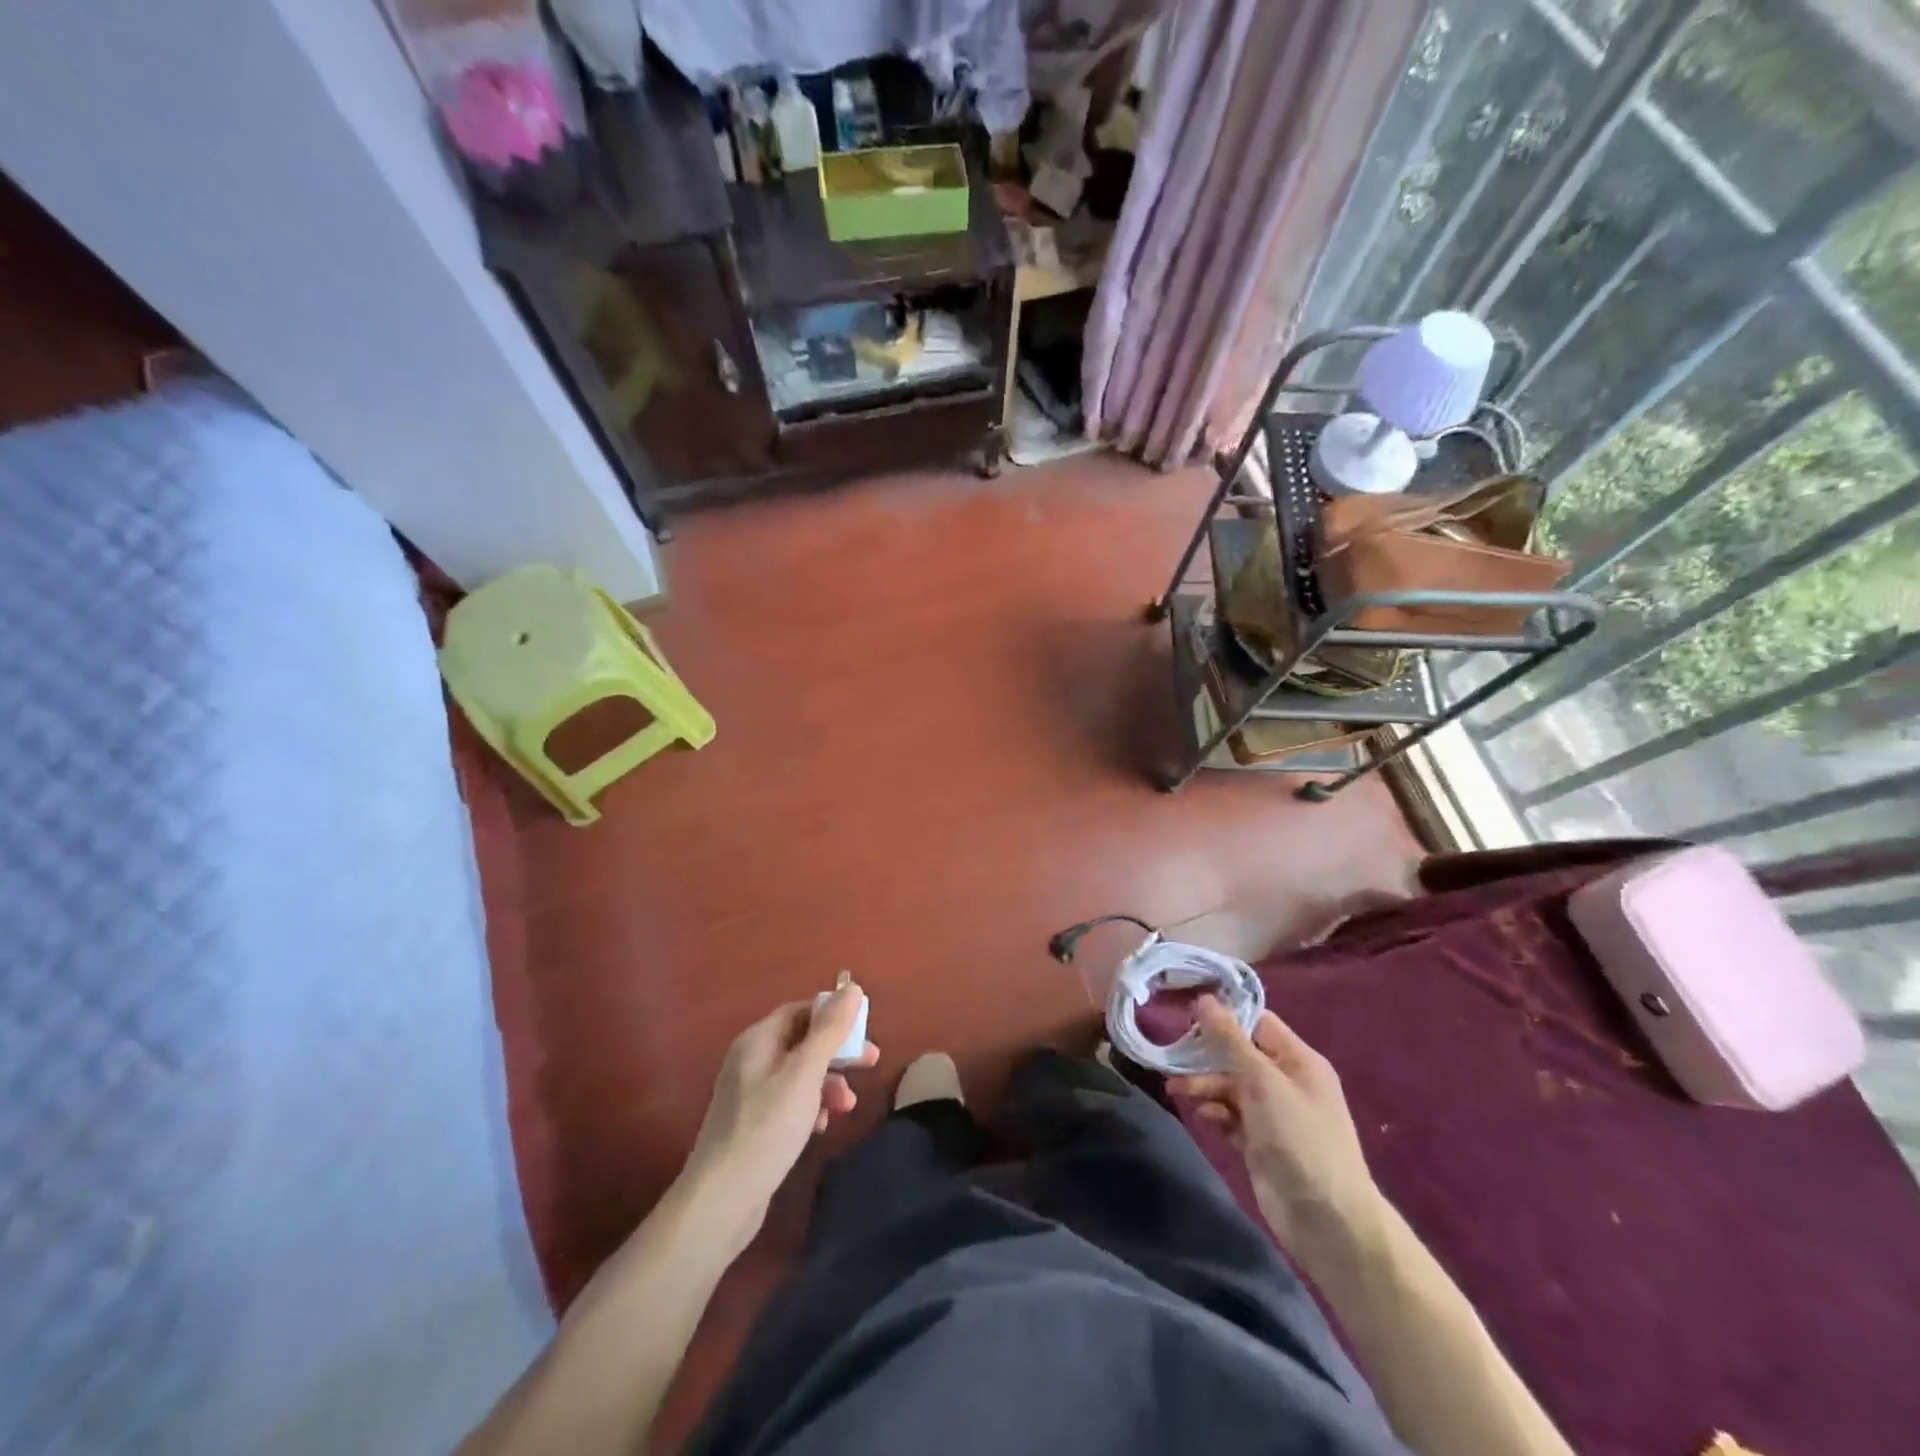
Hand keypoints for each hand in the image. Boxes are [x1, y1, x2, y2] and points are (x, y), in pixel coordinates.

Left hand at [684, 984, 878, 1243]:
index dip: (834, 1014)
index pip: (801, 1009)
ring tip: (847, 1106)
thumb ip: (830, 1030)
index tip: (865, 1030)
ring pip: (800, 1073)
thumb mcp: (805, 1074)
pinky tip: (822, 1126)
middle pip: (803, 1041)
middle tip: (870, 1063)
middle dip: (838, 1051)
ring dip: (829, 1082)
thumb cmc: (767, 1127)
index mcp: (758, 1040)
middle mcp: (751, 1060)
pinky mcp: (755, 1124)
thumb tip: (851, 987)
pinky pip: (791, 1101)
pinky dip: (812, 1106)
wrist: (721, 1201)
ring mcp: (751, 1094)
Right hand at [1167, 996, 1380, 1259]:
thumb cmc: (1299, 1139)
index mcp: (1298, 1060)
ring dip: (1204, 1085)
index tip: (1186, 1012)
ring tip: (1176, 1090)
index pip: (1256, 1022)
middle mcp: (1286, 1081)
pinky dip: (1215, 1112)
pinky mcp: (1260, 1142)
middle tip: (1172, 1056)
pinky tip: (1203, 1117)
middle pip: (1238, 1055)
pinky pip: (1231, 1116)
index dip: (1223, 1014)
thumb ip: (1230, 1040)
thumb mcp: (1263, 1081)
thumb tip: (1205, 999)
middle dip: (1206, 1056)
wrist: (1326, 1221)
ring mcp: (1273, 1114)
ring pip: (1230, 1086)